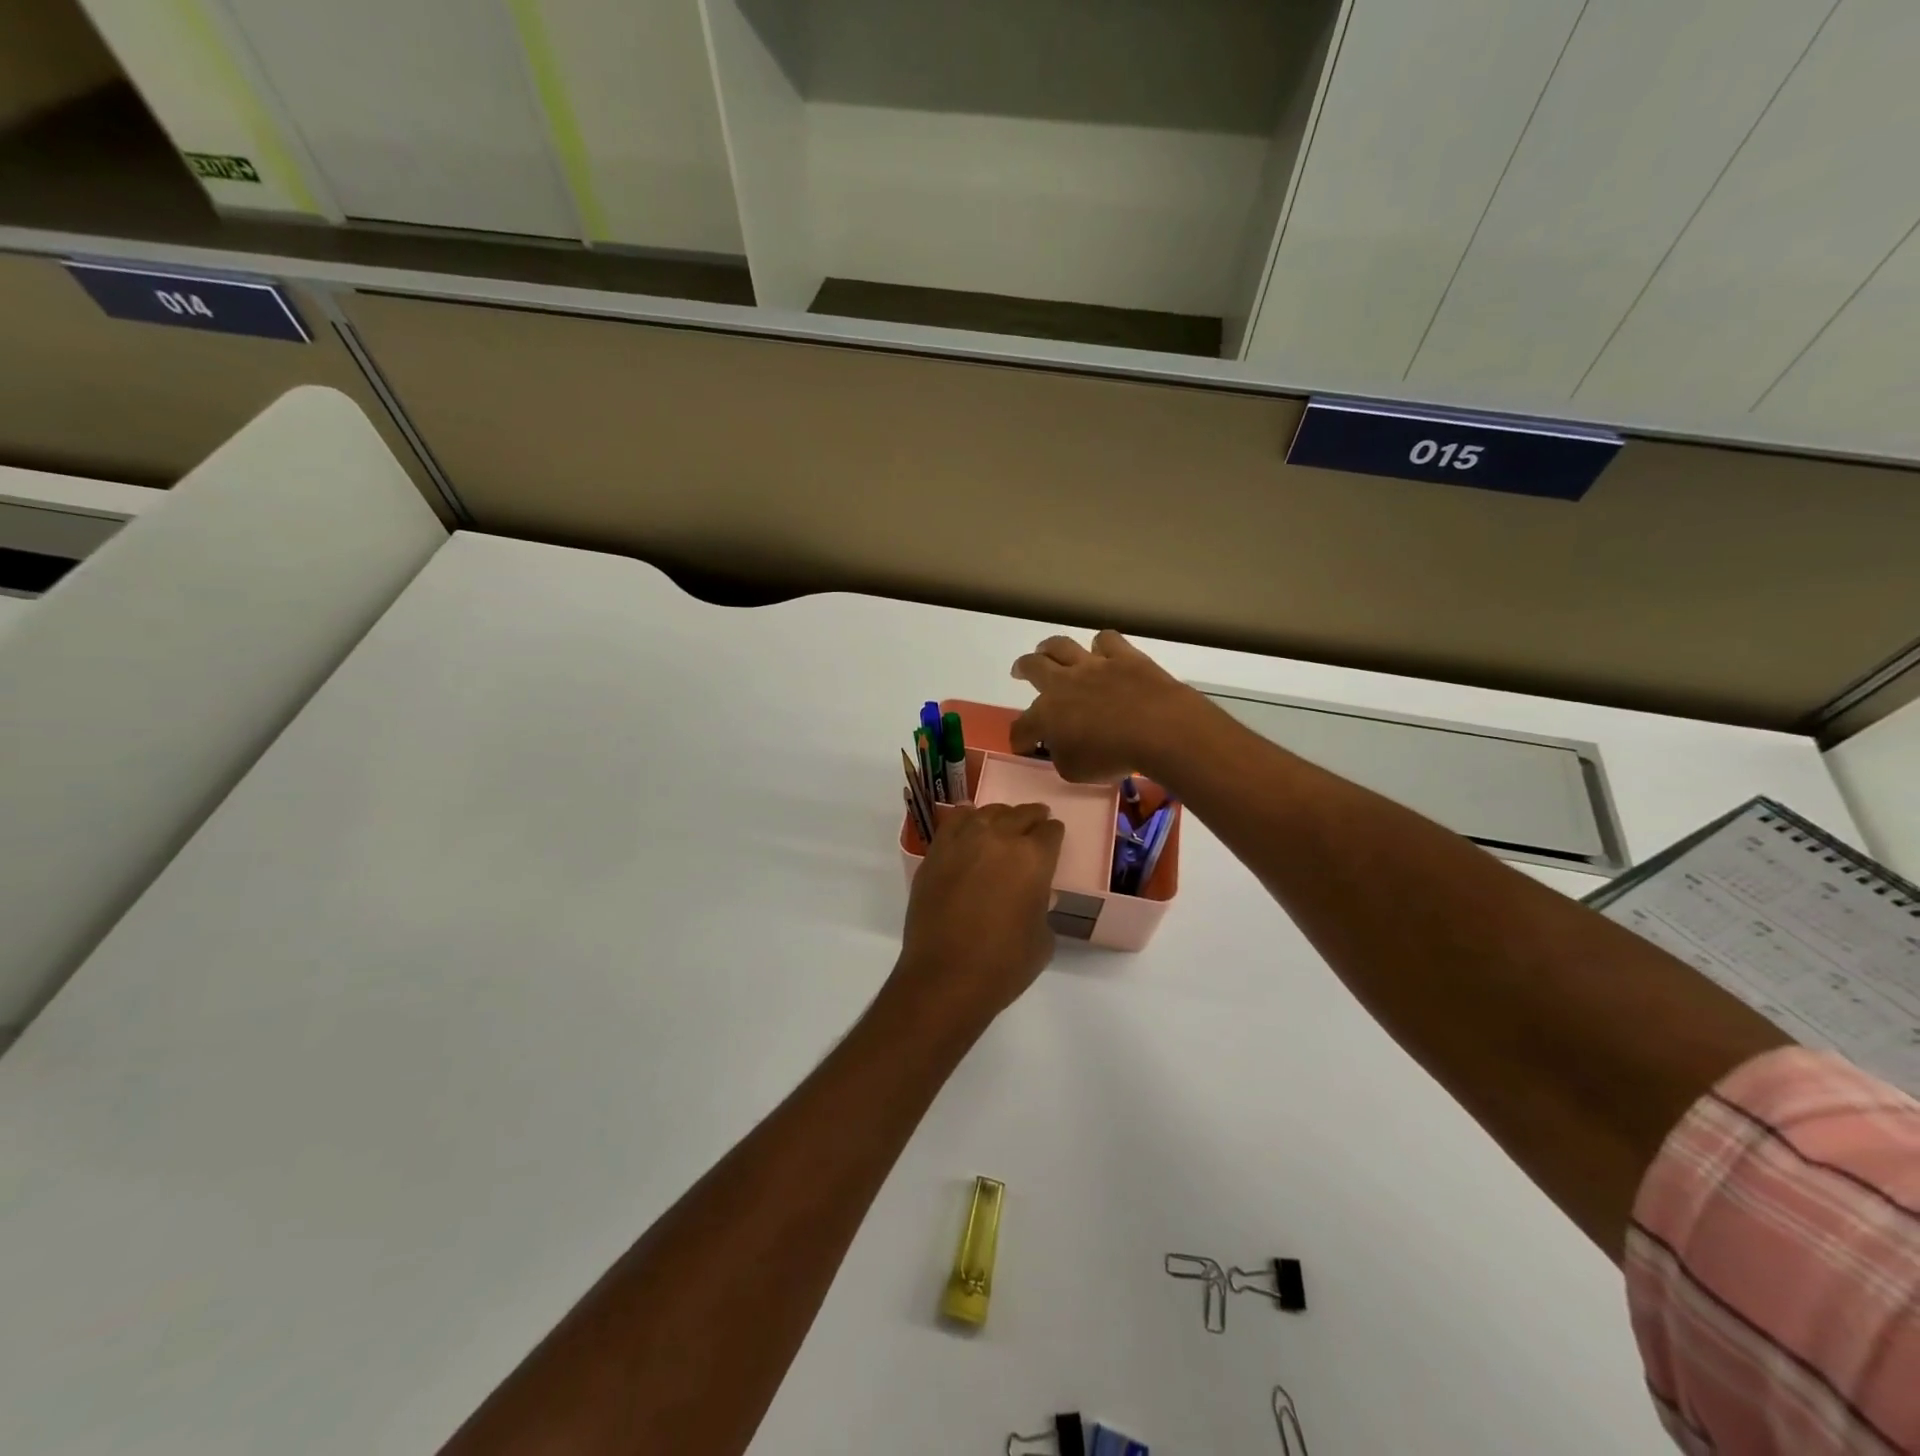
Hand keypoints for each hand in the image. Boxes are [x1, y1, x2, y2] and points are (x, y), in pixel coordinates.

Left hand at [891, 803, 1064, 1032]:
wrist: (946, 977)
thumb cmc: (1004, 964)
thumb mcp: (1042, 938)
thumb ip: (1040, 906)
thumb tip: (1032, 896)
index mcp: (1034, 858)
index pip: (1051, 832)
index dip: (1054, 835)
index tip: (1053, 838)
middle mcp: (999, 839)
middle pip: (1021, 815)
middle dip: (1032, 818)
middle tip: (1036, 822)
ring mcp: (963, 842)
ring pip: (988, 813)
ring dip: (1001, 817)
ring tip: (1004, 824)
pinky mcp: (936, 853)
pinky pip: (954, 822)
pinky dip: (966, 819)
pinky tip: (970, 823)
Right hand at [1009, 631, 1211, 783]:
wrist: (1158, 729)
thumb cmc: (1112, 757)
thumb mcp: (1075, 771)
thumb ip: (1061, 757)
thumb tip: (1061, 747)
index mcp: (1046, 715)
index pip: (1022, 726)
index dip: (1020, 738)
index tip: (1024, 746)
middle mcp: (1063, 683)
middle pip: (1033, 667)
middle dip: (1022, 669)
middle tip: (1019, 671)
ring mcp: (1093, 665)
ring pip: (1062, 646)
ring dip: (1050, 647)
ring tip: (1047, 650)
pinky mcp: (1123, 657)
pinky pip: (1106, 640)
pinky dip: (1101, 644)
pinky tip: (1102, 650)